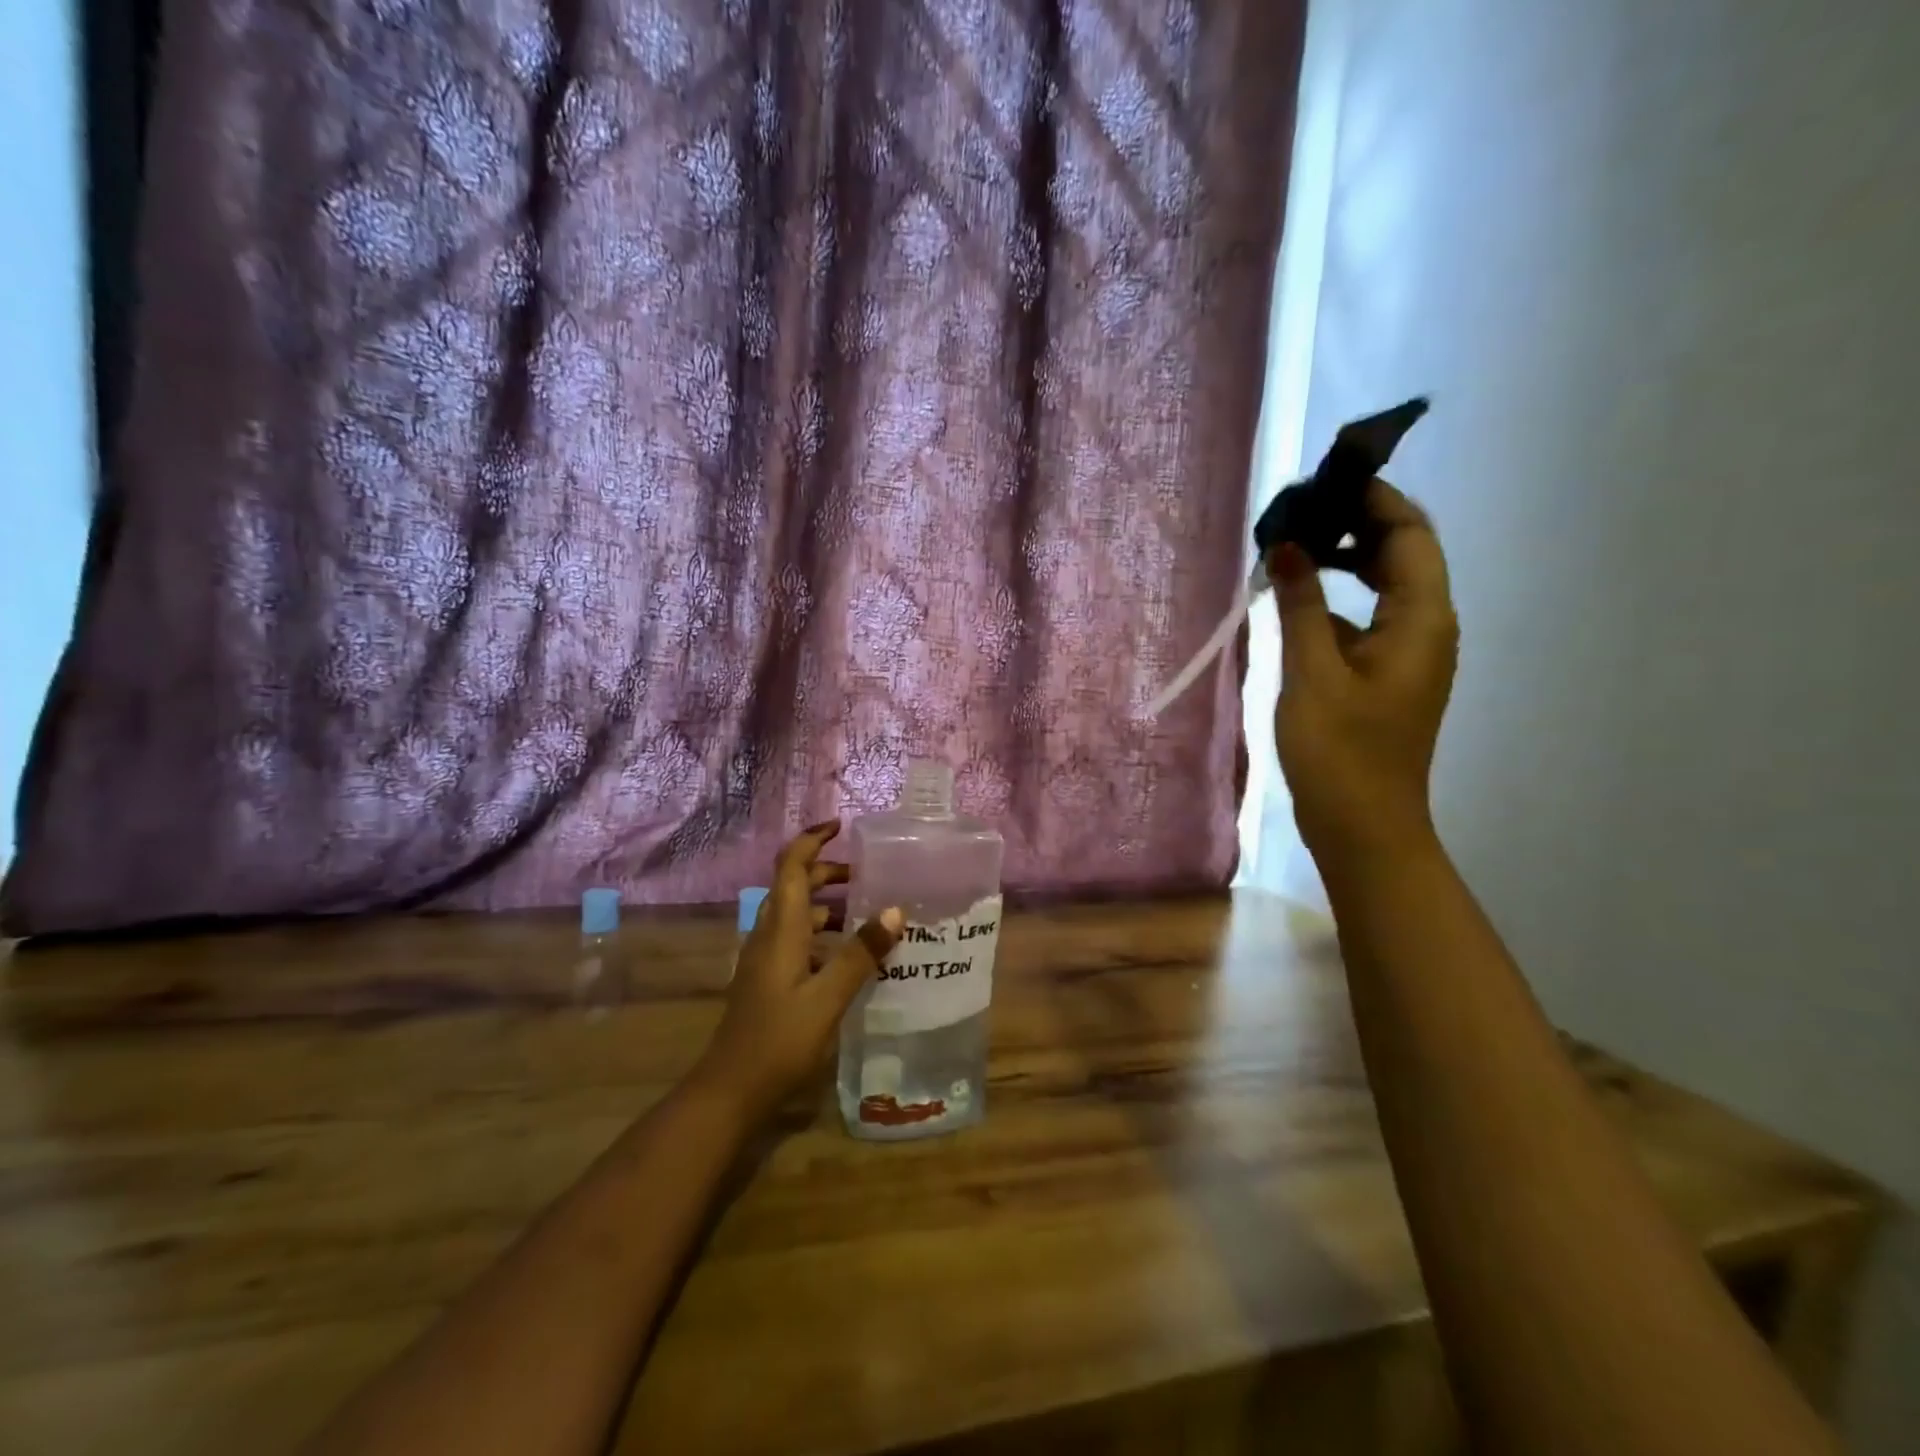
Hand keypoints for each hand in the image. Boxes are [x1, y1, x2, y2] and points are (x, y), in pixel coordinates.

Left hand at [690, 821, 902, 1124]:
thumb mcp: (828, 996)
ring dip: (830, 906)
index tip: (841, 826)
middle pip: (796, 886)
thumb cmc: (779, 1039)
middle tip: (869, 876)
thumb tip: (895, 910)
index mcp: (781, 928)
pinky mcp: (768, 980)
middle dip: (830, 872)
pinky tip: (850, 958)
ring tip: (870, 915)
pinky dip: (824, 936)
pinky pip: (798, 941)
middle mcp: (769, 934)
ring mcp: (765, 959)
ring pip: (798, 915)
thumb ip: (861, 953)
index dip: (813, 839)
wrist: (730, 1090)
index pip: (792, 865)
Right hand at [1269, 478, 1457, 863]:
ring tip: (1289, 548)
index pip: (1408, 533)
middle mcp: (1424, 627)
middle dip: (1353, 525)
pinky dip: (1331, 601)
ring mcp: (1404, 653)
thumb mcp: (1312, 673)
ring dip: (1339, 562)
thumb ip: (1301, 605)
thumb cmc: (1341, 752)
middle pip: (1399, 553)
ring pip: (1380, 586)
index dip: (1371, 499)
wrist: (1362, 827)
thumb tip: (1291, 545)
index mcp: (1421, 619)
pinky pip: (1362, 619)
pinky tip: (1291, 601)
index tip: (1322, 480)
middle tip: (1296, 512)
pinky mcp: (1382, 675)